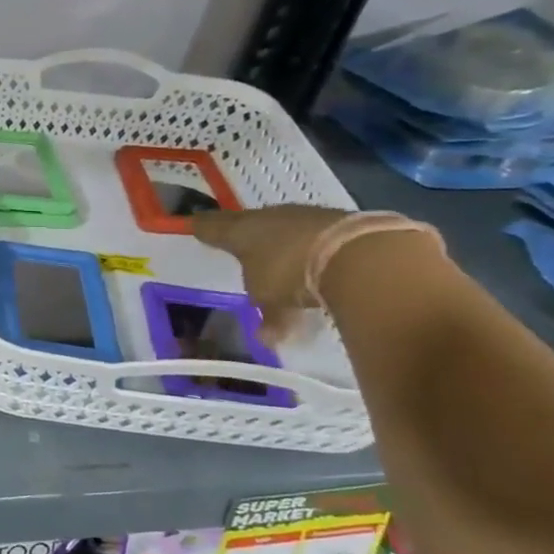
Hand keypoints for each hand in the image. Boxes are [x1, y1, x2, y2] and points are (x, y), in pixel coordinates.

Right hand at [191, 206, 352, 344]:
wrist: (359, 254)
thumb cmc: (291, 273)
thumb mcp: (272, 301)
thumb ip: (269, 316)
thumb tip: (267, 338)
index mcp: (241, 230)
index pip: (213, 227)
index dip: (204, 228)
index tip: (194, 226)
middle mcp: (269, 217)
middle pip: (251, 223)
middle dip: (247, 234)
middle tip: (243, 245)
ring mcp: (307, 215)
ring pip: (287, 228)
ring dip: (286, 241)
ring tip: (287, 260)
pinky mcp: (342, 220)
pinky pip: (319, 234)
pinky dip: (317, 247)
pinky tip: (322, 261)